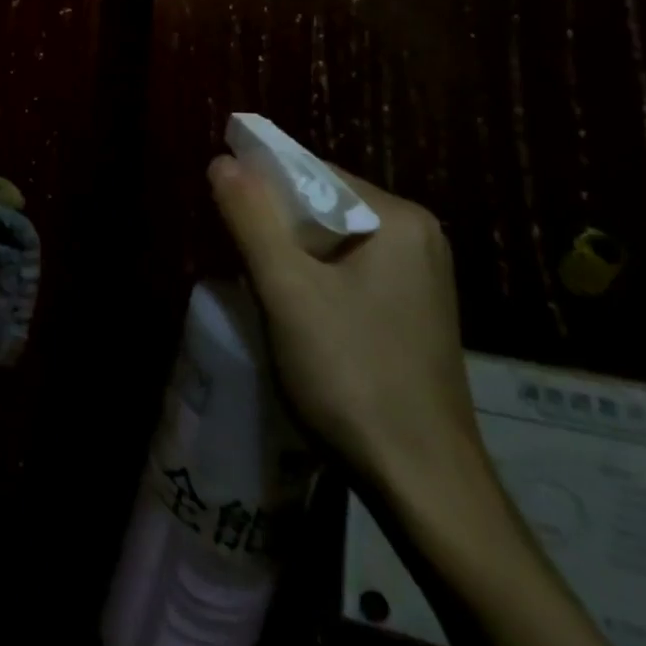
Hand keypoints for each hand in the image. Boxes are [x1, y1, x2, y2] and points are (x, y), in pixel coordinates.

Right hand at [207, 155, 482, 495]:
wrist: (423, 485)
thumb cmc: (352, 376)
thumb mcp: (286, 290)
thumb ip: (251, 218)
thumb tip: (222, 160)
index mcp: (399, 219)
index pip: (314, 172)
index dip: (260, 184)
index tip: (221, 211)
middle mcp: (418, 238)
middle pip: (325, 205)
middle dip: (275, 223)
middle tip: (234, 253)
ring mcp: (421, 278)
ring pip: (334, 242)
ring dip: (290, 253)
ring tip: (256, 281)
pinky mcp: (413, 313)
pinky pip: (350, 272)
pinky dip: (314, 278)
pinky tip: (292, 309)